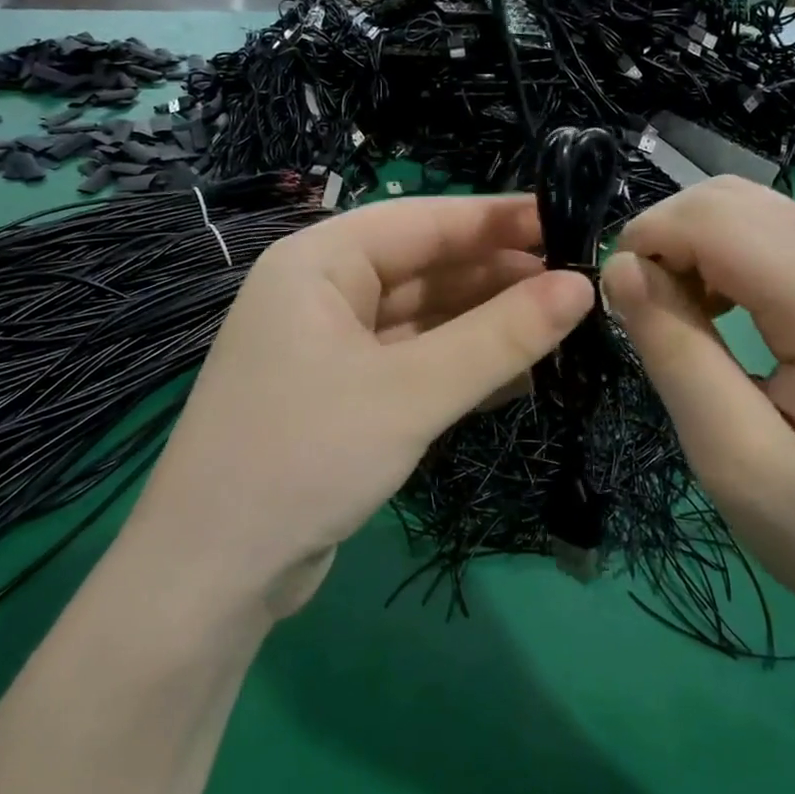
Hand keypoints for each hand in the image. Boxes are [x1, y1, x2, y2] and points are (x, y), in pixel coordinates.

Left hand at [130, 195, 594, 619]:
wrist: (214, 574)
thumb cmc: (304, 456)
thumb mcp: (410, 392)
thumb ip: (499, 337)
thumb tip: (581, 286)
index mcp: (320, 263)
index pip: (424, 220)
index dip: (499, 219)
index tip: (571, 220)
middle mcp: (322, 294)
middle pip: (425, 267)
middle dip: (498, 276)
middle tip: (579, 283)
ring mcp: (331, 348)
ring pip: (424, 319)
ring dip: (486, 324)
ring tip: (564, 324)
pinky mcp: (343, 396)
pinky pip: (414, 363)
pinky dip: (462, 366)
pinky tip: (521, 374)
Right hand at [599, 177, 794, 640]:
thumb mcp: (732, 455)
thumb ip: (674, 350)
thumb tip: (620, 268)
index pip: (716, 218)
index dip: (649, 239)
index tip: (616, 303)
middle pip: (733, 199)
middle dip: (666, 234)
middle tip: (639, 309)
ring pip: (752, 211)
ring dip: (692, 243)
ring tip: (671, 312)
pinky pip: (774, 243)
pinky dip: (722, 257)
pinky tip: (714, 313)